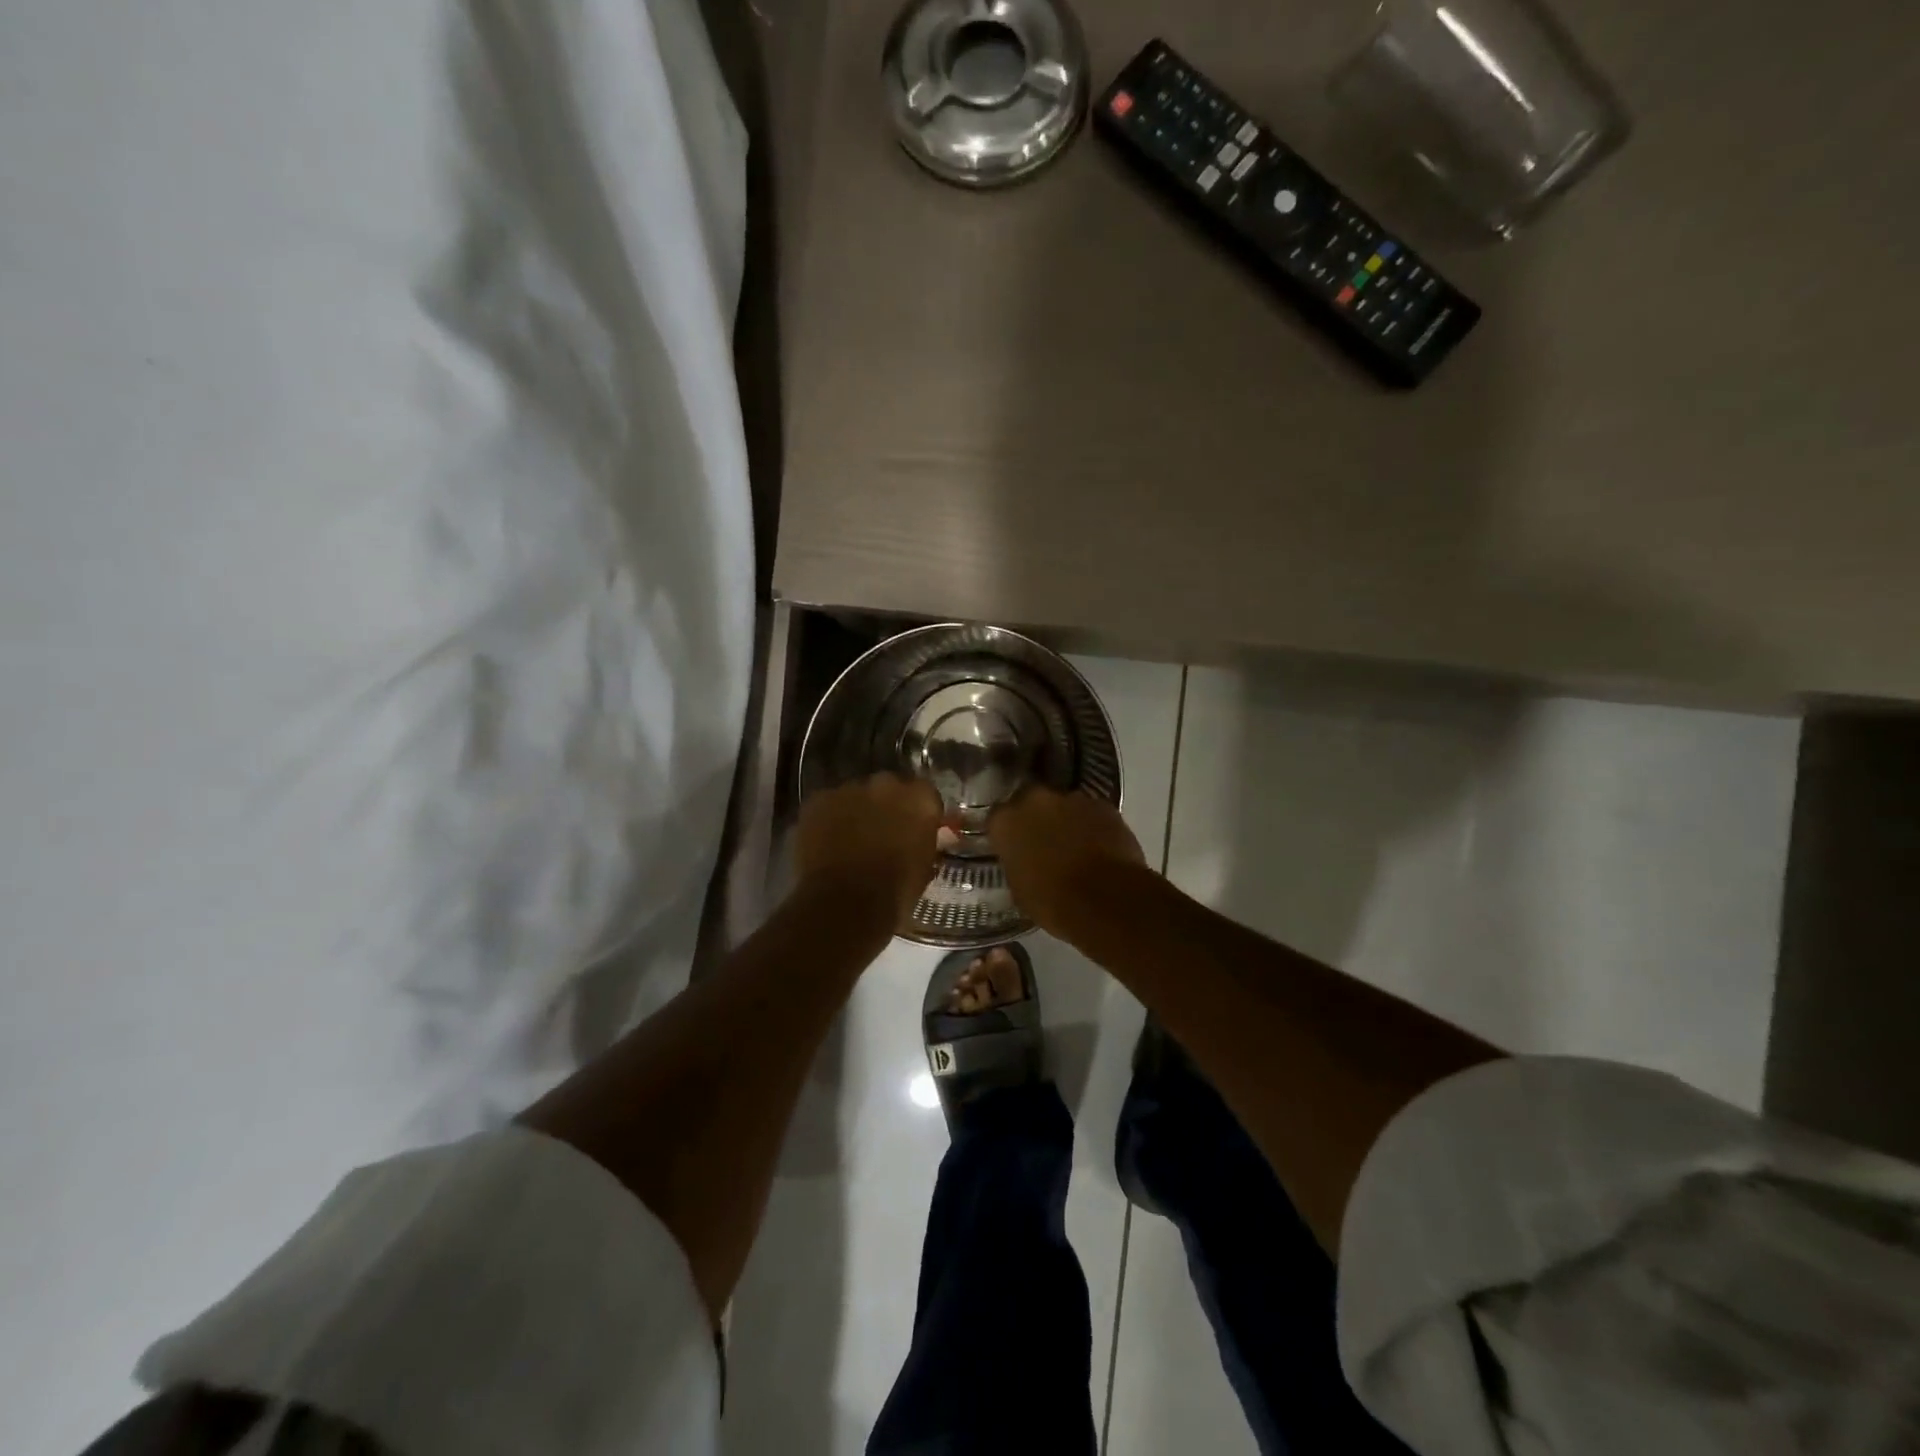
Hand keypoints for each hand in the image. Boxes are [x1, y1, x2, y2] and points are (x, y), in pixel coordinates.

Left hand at [795, 773, 943, 928]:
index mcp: (920, 799)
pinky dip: (828, 820)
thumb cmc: (895, 892)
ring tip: (850, 842)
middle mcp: (886, 784)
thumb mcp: (924, 867)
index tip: (913, 829)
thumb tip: (916, 839)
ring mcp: (849, 789)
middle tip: (881, 834)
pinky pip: (827, 805)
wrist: (845, 904)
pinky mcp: (818, 800)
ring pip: (855, 795)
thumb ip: (922, 842)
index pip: (925, 795)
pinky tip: (826, 845)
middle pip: (888, 788)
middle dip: (886, 806)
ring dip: (856, 812)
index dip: (917, 812)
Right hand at [989, 788, 1145, 939]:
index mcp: (1005, 822)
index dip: (1007, 832)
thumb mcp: (1019, 889)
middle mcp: (1035, 800)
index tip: (1012, 846)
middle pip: (1030, 801)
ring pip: (1064, 805)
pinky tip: (1100, 848)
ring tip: (1076, 847)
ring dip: (1066, 820)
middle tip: (1044, 842)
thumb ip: (1016, 862)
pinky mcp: (1104, 805)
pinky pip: (1092, 813)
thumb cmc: (1053, 902)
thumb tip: (1022, 859)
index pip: (997, 818)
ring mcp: (1072, 799)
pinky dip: (1093, 826)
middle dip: (1036, 817)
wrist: (1107, 900)